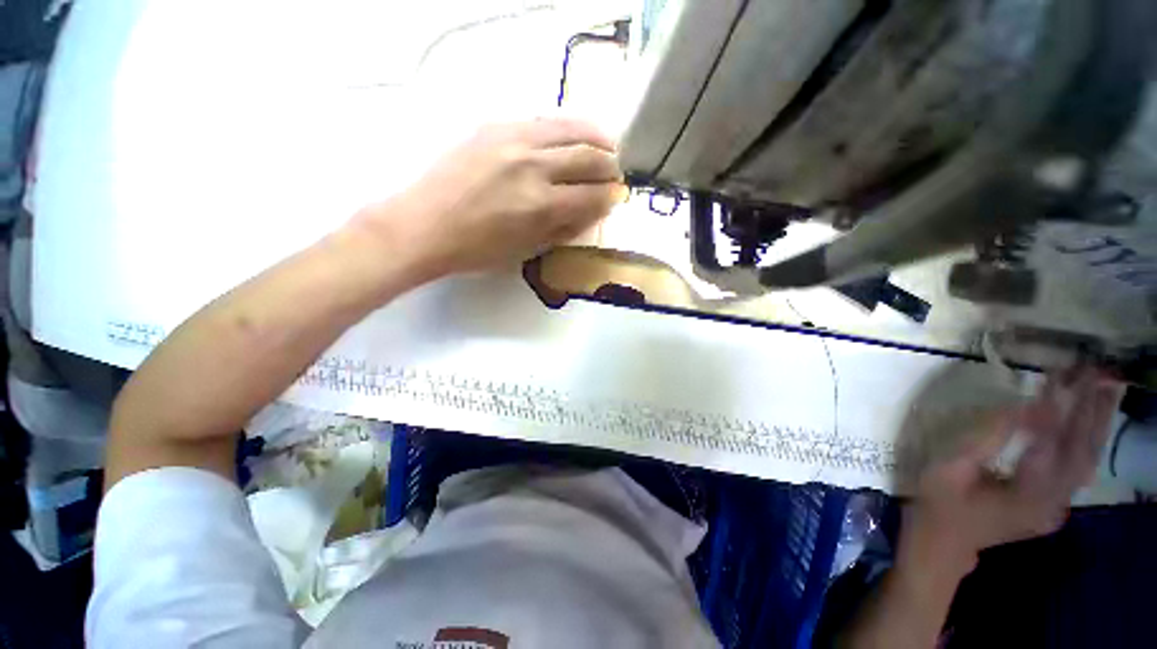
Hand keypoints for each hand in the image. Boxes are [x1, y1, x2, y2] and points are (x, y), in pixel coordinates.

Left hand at [355, 118, 622, 281]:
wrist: (425, 225)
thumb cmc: (477, 249)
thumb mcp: (528, 250)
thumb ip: (563, 229)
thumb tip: (590, 211)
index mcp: (541, 205)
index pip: (592, 195)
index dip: (610, 197)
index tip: (616, 197)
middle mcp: (533, 166)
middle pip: (589, 157)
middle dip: (610, 166)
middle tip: (614, 173)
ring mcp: (514, 140)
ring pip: (571, 128)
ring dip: (596, 138)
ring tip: (607, 145)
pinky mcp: (495, 126)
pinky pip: (543, 120)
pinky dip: (567, 127)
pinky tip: (572, 135)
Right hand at [900, 369, 1122, 574]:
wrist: (943, 543)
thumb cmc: (938, 502)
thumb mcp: (950, 469)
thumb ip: (986, 440)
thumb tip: (1019, 408)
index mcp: (1023, 497)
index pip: (1049, 445)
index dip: (1057, 409)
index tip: (1061, 376)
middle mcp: (1051, 504)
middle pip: (1081, 453)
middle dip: (1090, 410)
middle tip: (1095, 372)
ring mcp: (1057, 507)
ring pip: (1088, 461)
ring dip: (1097, 423)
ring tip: (1105, 387)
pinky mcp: (1055, 505)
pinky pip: (1080, 469)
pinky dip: (1089, 440)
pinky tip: (1091, 420)